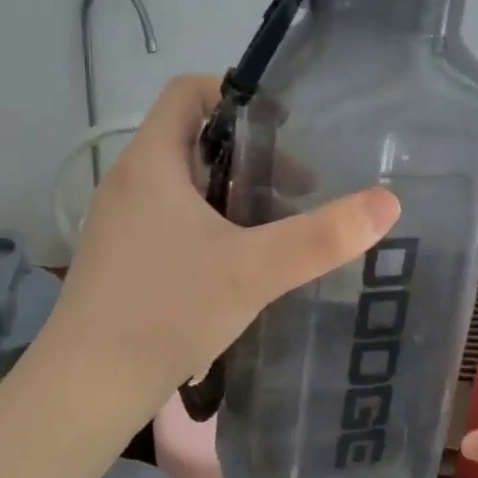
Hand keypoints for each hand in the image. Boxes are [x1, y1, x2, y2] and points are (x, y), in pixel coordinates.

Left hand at [53, 75, 400, 413]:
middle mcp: (130, 181)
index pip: (189, 91)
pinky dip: (213, 224)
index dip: (237, 94)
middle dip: (250, 153)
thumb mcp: (253, 271)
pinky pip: (175, 219)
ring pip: (186, 184)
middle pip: (194, 138)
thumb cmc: (166, 311)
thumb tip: (388, 202)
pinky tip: (242, 263)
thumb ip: (321, 237)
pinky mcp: (125, 257)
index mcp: (151, 162)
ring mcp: (123, 221)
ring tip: (279, 223)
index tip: (286, 125)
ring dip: (233, 193)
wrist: (89, 386)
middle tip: (300, 184)